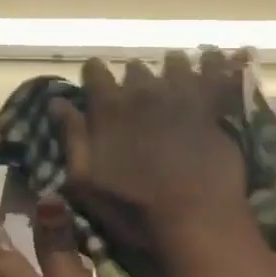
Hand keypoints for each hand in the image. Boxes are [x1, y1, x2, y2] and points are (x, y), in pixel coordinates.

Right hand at [52, 50, 252, 248]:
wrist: (196, 219)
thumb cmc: (134, 209)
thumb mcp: (85, 182)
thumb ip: (71, 137)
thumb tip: (58, 102)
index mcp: (109, 108)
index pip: (95, 72)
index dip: (95, 76)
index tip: (97, 84)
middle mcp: (144, 91)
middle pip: (135, 69)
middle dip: (134, 78)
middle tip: (137, 93)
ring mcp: (182, 95)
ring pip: (174, 63)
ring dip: (171, 68)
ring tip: (174, 76)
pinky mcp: (214, 106)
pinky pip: (214, 72)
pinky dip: (214, 63)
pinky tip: (217, 57)